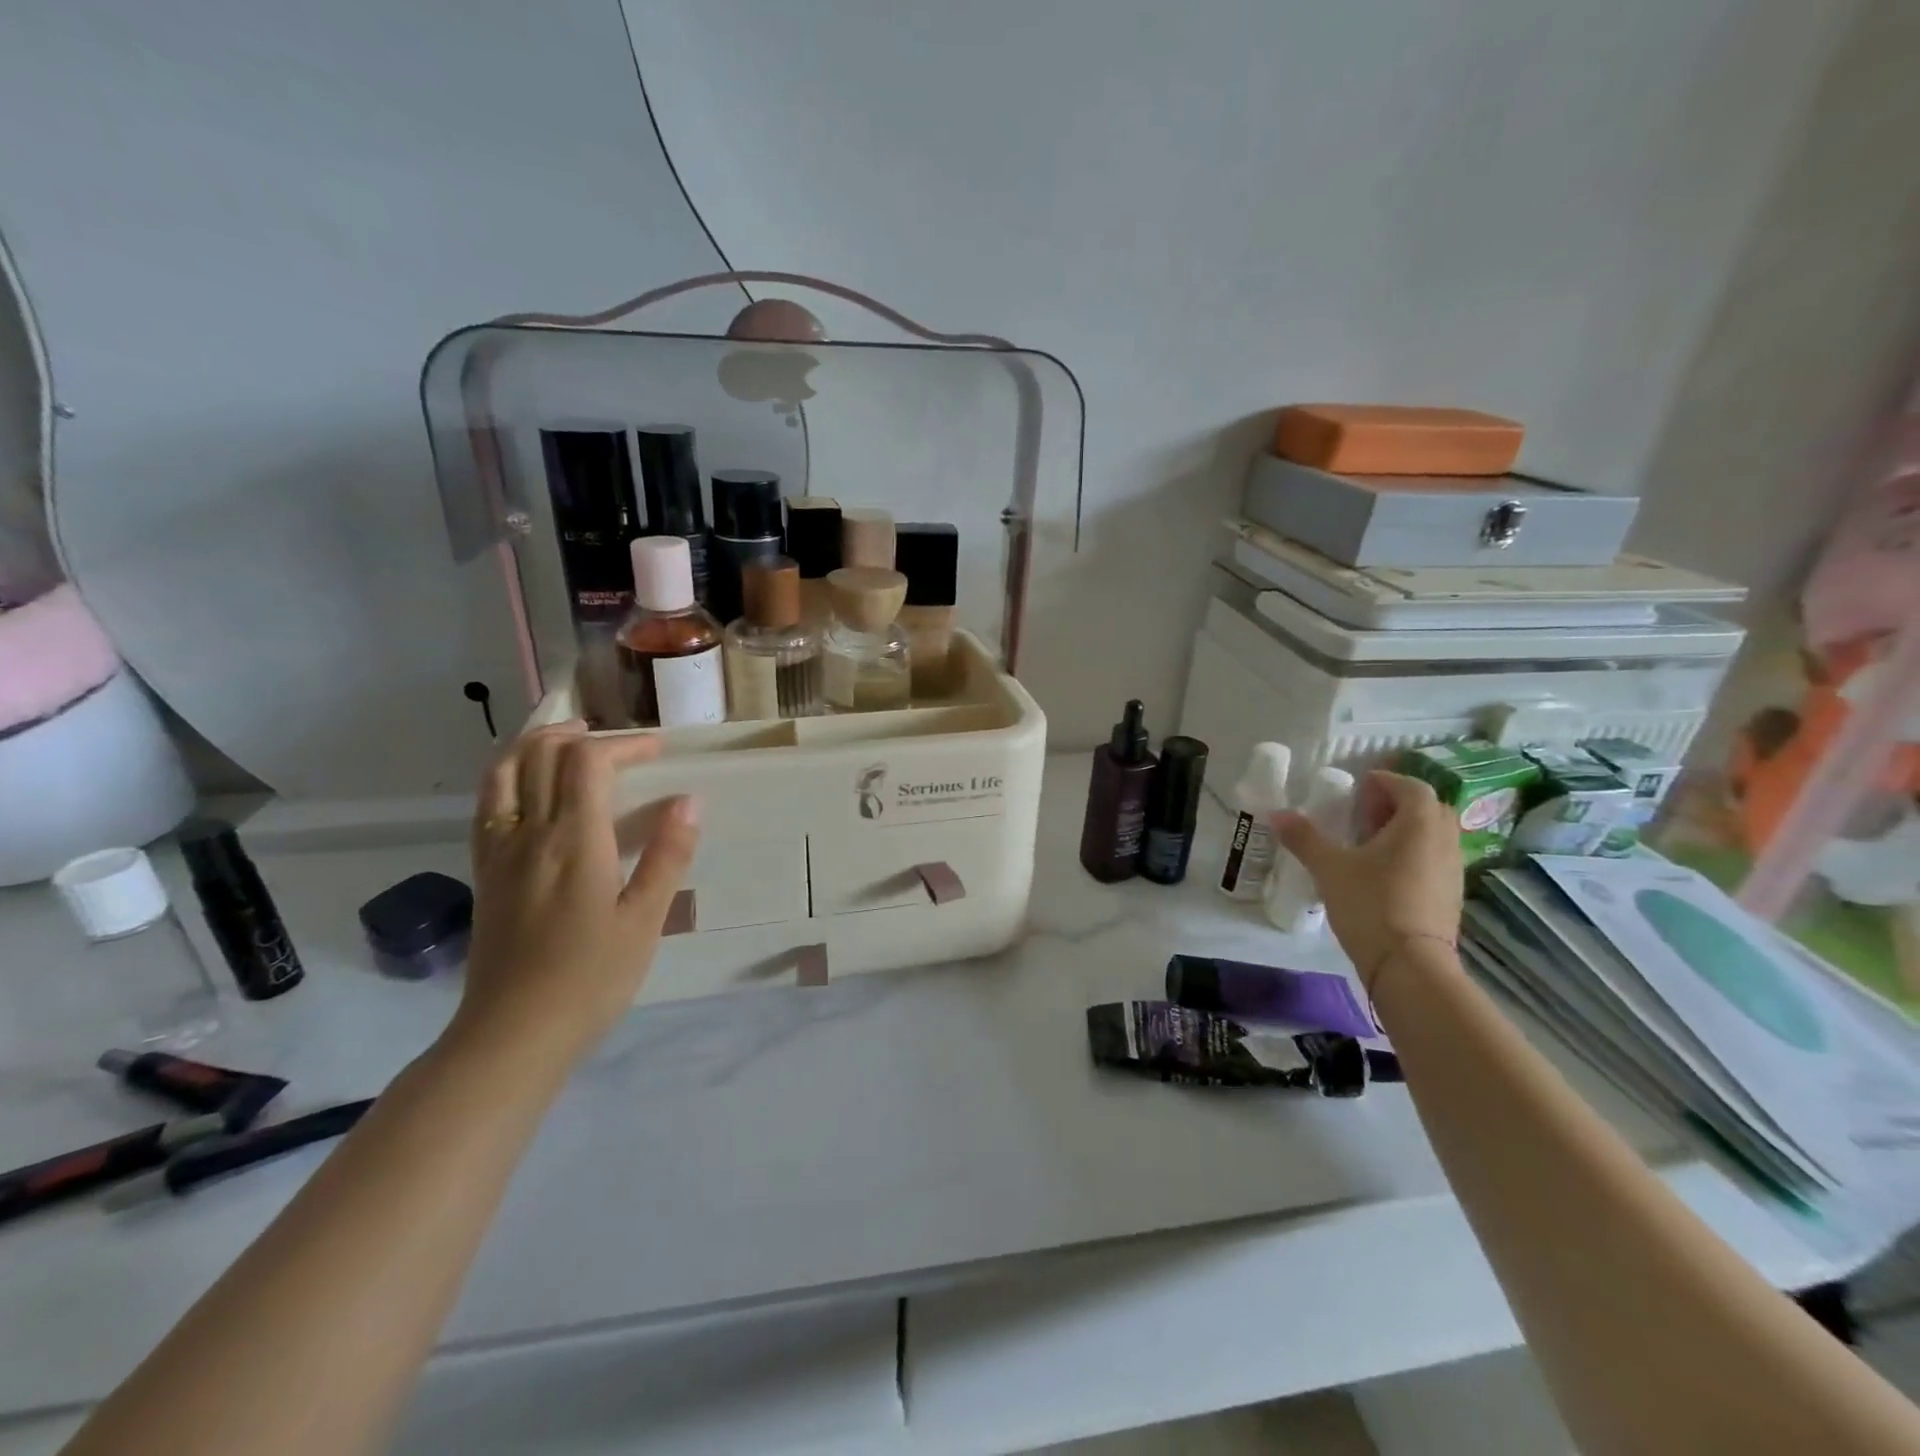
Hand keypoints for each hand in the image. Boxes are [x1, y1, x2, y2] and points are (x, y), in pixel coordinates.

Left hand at [454, 722, 700, 1061]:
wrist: (512, 1034)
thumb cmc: (590, 978)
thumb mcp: (645, 920)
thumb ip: (668, 855)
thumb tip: (689, 800)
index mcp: (574, 841)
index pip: (588, 762)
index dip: (623, 744)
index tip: (656, 751)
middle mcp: (530, 834)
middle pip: (541, 755)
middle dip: (580, 736)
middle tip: (617, 744)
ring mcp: (499, 852)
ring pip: (504, 773)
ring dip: (536, 745)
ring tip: (568, 745)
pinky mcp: (485, 873)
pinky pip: (489, 805)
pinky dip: (509, 777)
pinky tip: (530, 790)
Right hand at [1272, 770, 1461, 990]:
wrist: (1410, 965)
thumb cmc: (1370, 903)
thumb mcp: (1329, 867)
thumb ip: (1304, 838)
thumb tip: (1277, 813)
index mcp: (1419, 823)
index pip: (1411, 786)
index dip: (1386, 781)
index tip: (1360, 785)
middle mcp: (1444, 840)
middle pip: (1429, 808)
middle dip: (1399, 804)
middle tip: (1365, 812)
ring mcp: (1453, 870)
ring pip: (1434, 836)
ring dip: (1407, 830)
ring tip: (1371, 842)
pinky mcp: (1451, 896)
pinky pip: (1434, 860)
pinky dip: (1413, 855)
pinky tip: (1385, 872)